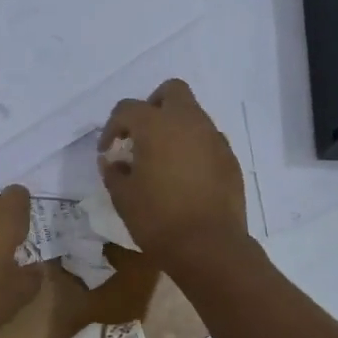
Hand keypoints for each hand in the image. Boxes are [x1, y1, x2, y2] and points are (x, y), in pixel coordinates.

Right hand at [98, 80, 248, 271]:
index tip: (108, 151)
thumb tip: (112, 161)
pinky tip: (185, 176)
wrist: (208, 246)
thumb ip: (114, 172)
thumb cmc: (157, 219)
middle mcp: (188, 122)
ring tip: (163, 159)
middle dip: (153, 106)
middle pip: (172, 91)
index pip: (127, 109)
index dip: (112, 127)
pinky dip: (194, 148)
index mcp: (156, 125)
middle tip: (141, 135)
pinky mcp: (230, 158)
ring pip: (193, 115)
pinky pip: (208, 140)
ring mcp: (214, 138)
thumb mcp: (123, 197)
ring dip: (175, 127)